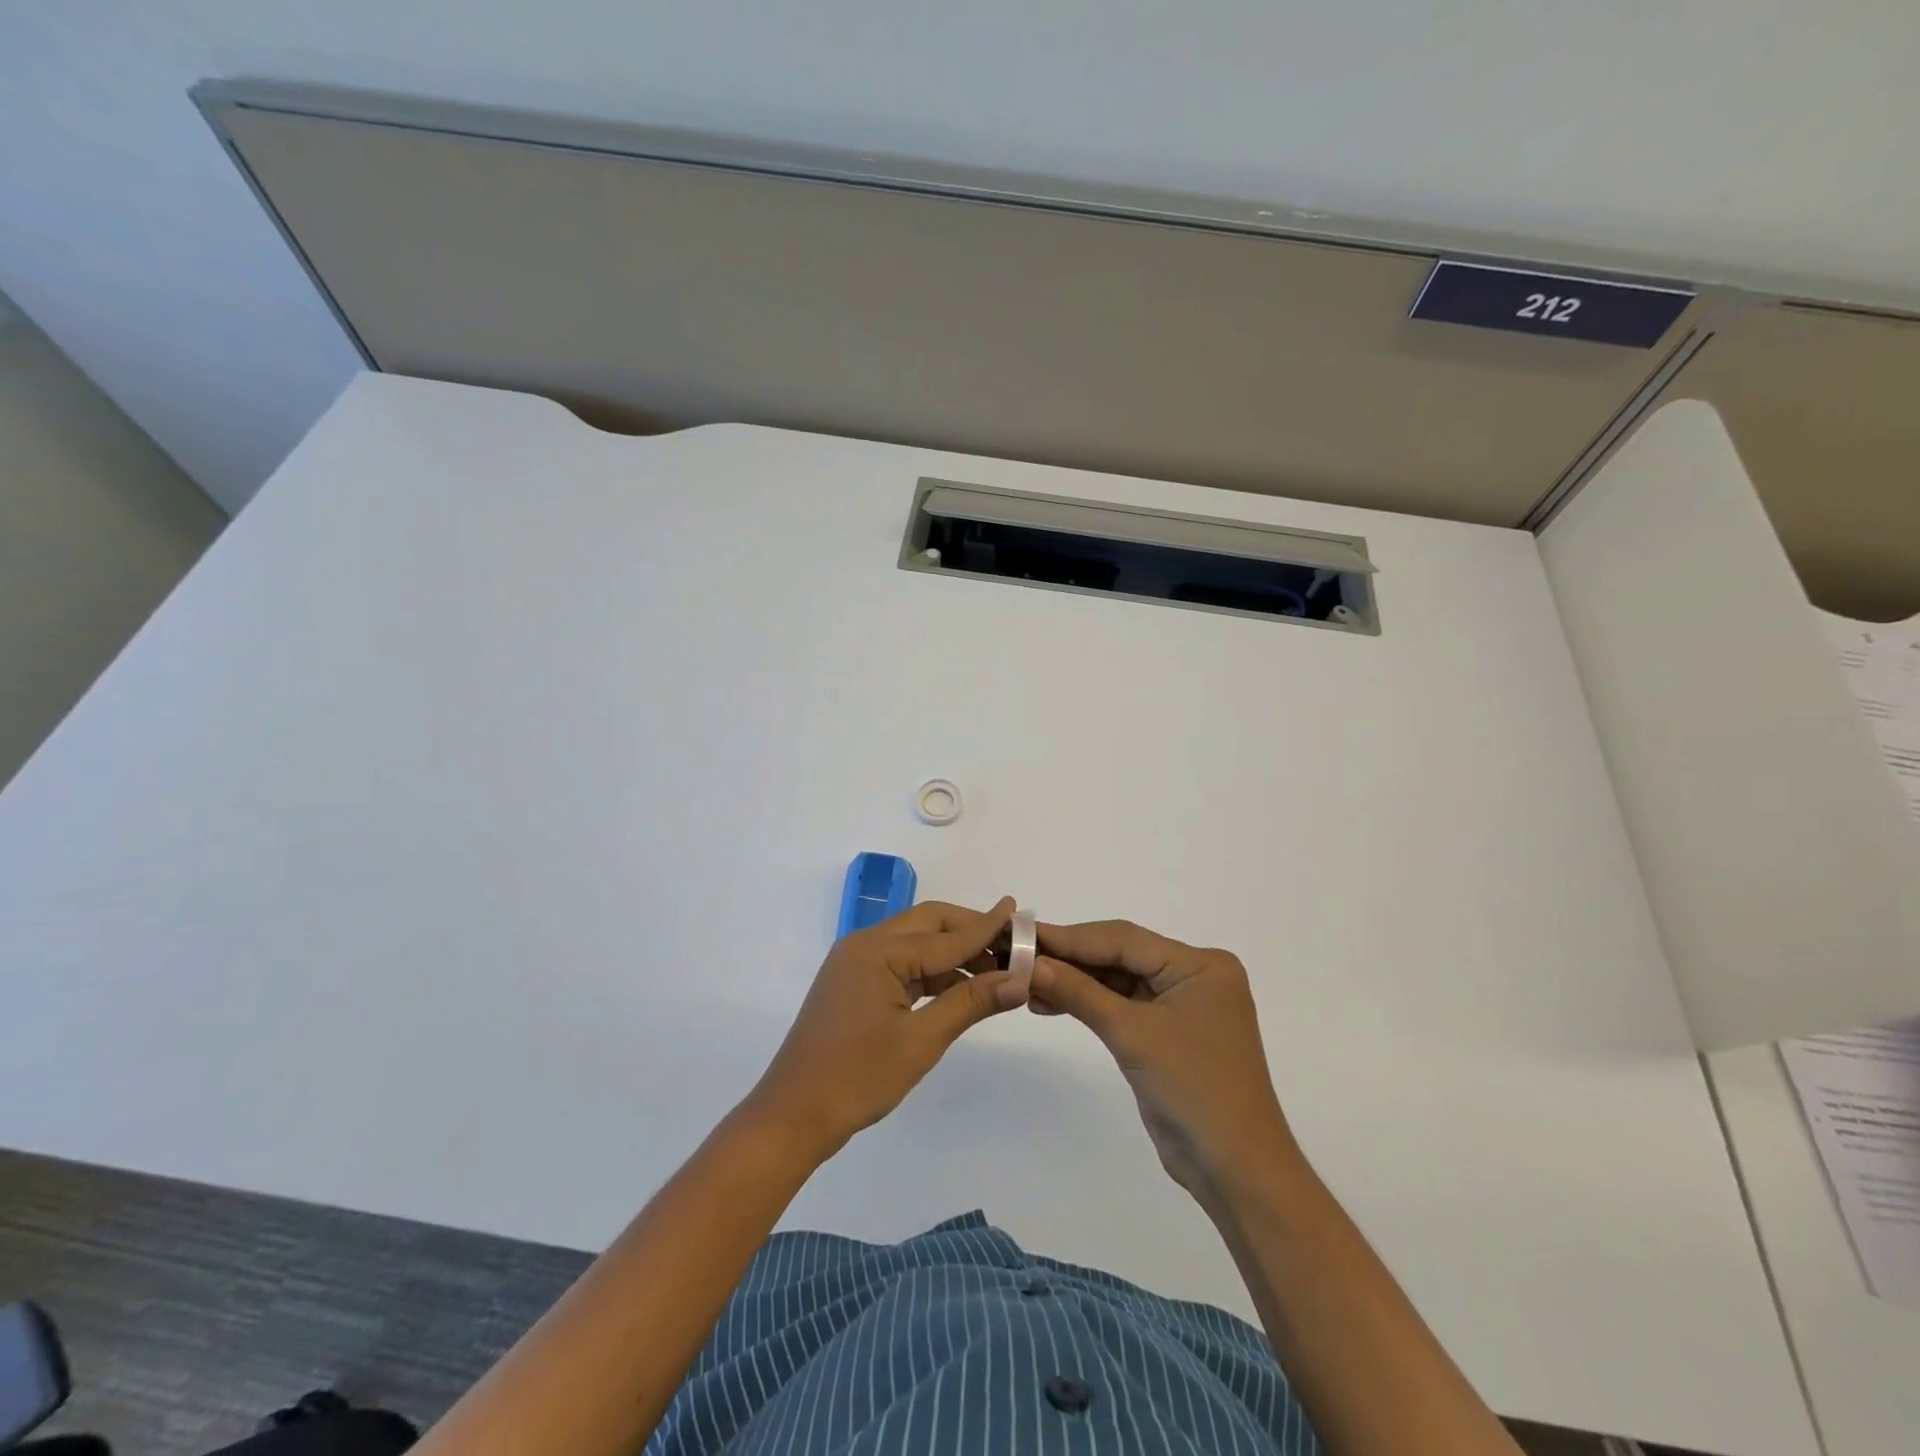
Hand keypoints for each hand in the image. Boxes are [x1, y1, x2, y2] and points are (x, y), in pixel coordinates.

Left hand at [744, 899, 1027, 1158]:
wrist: (792, 1116)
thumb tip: (1019, 980)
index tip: (1020, 912)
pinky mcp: (854, 982)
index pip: (946, 936)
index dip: (987, 928)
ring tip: (995, 969)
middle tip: (1011, 944)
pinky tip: (959, 987)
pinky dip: (932, 971)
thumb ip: (970, 1003)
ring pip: (915, 943)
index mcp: (877, 951)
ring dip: (953, 952)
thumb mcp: (920, 1041)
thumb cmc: (857, 1078)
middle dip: (970, 931)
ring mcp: (856, 962)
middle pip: (928, 925)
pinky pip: (901, 963)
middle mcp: (864, 944)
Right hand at [1031, 921, 1294, 1201]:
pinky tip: (1051, 1003)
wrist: (1235, 1169)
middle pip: (1122, 956)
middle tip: (1021, 956)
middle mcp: (1194, 975)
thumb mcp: (1132, 1035)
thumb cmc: (1193, 1090)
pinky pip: (1123, 1005)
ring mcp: (1182, 1004)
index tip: (1026, 933)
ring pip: (1119, 980)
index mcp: (1200, 964)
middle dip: (1071, 959)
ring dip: (1075, 983)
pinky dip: (1090, 1004)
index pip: (1125, 939)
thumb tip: (1031, 964)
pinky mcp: (1168, 1031)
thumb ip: (1080, 993)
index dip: (1072, 937)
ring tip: (1028, 984)